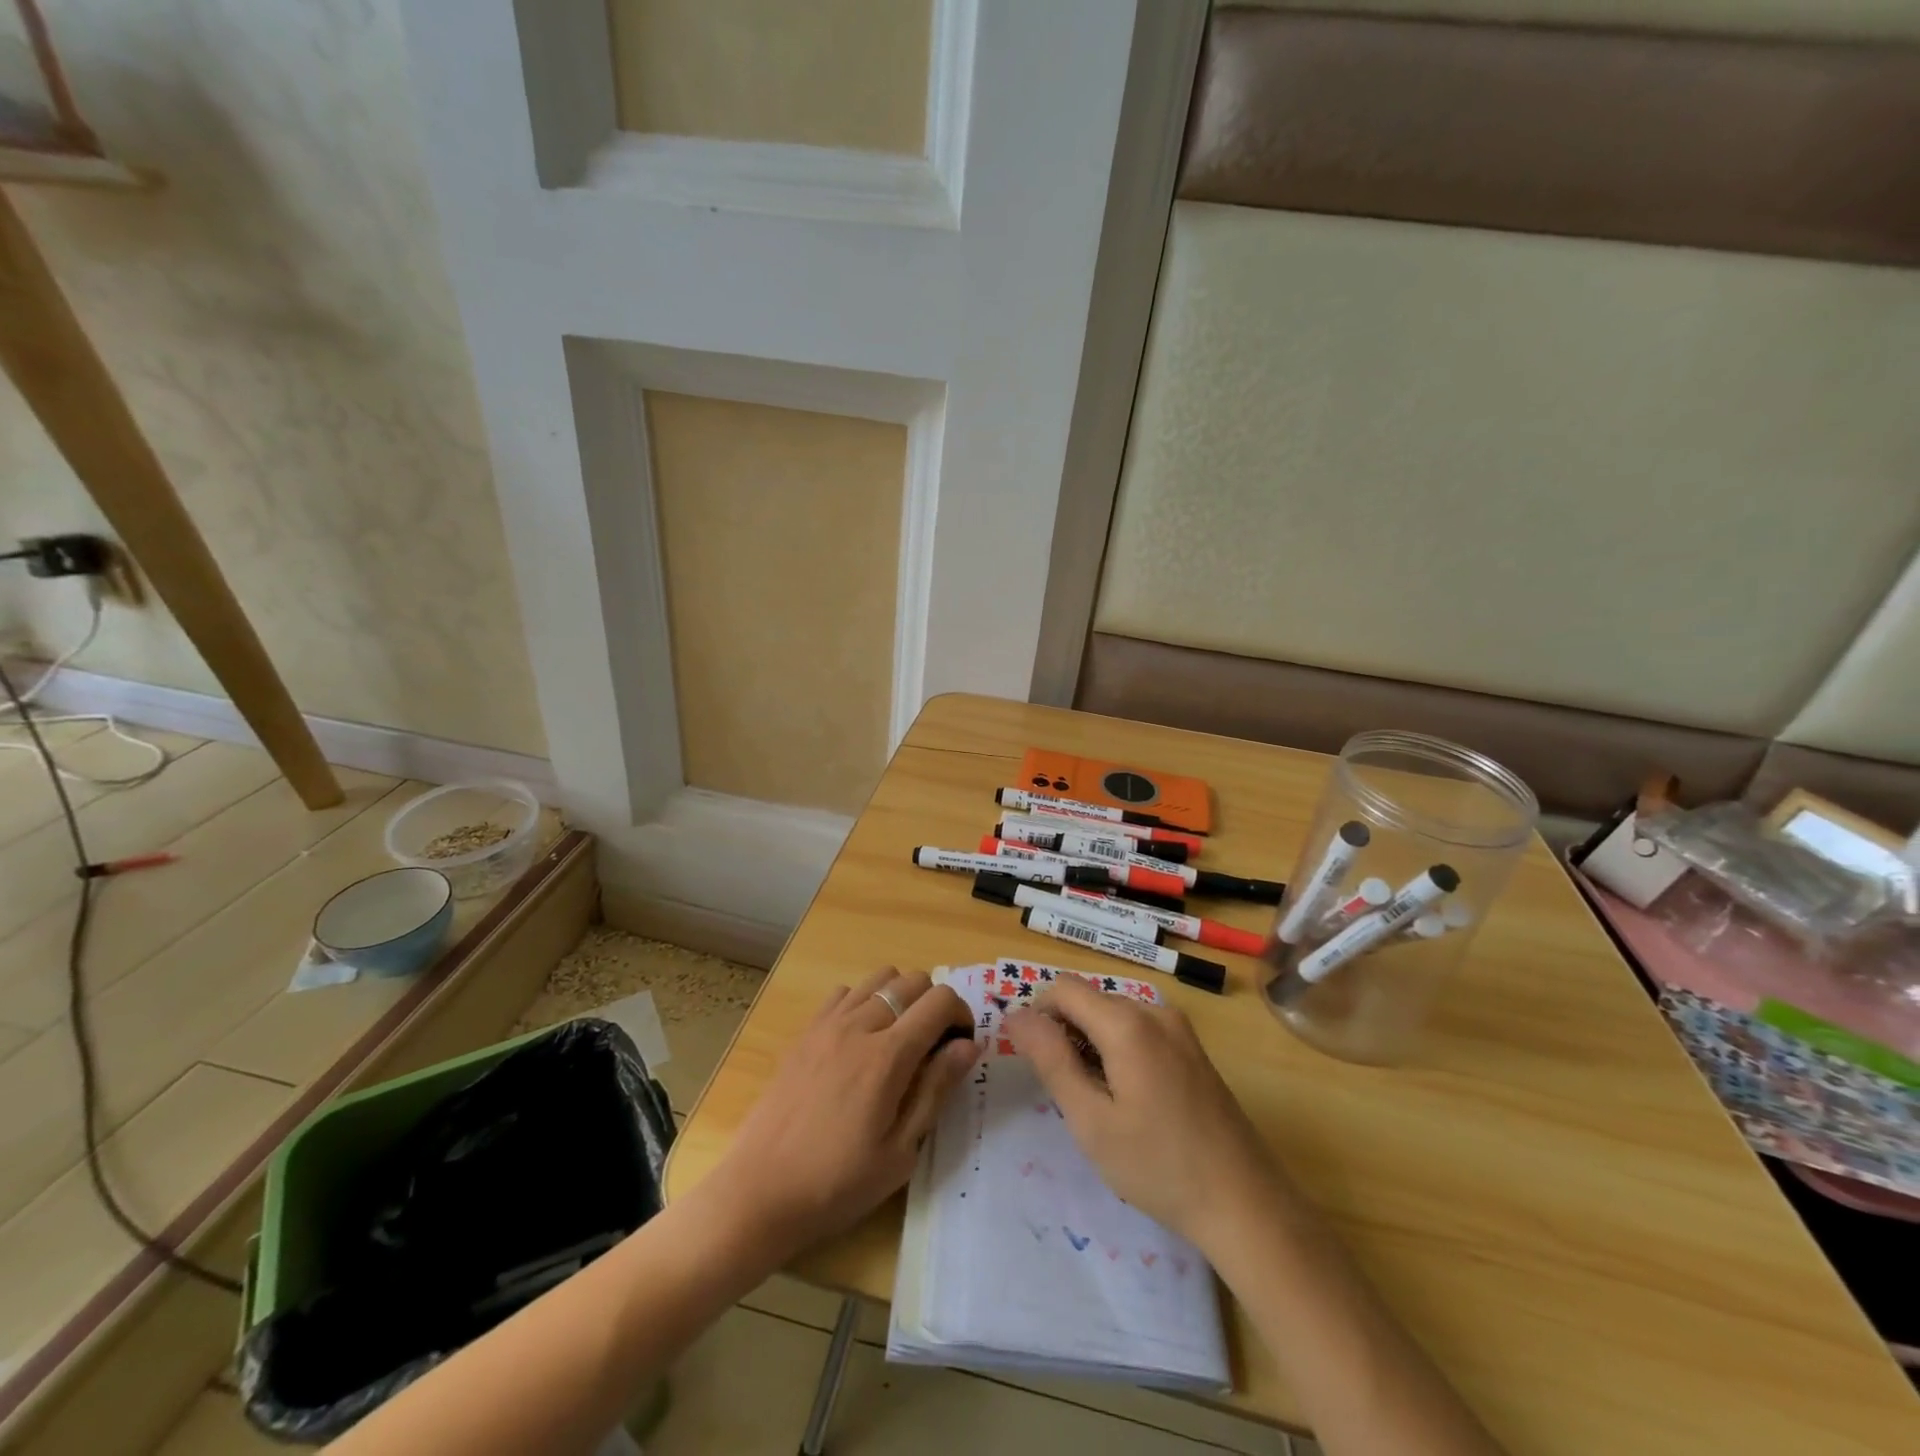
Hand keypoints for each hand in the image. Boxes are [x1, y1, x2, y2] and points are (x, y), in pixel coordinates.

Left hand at [710, 968, 975, 1261]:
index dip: (961, 1015)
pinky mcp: (805, 1032)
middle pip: (912, 980)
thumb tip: (968, 1044)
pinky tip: (860, 1040)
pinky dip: (864, 1002)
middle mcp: (859, 1025)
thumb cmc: (837, 1183)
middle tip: (933, 1046)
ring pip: (879, 977)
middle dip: (934, 1004)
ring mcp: (828, 1024)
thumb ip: (936, 1089)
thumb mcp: (900, 1152)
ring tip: (899, 1039)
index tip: (960, 1046)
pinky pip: (845, 992)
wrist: (759, 1191)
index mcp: (888, 1056)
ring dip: (900, 997)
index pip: (940, 1001)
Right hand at [1007, 979, 1282, 1254]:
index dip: (1039, 1015)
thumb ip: (1051, 1060)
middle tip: (1068, 1092)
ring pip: (1114, 1015)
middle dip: (1066, 1032)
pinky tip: (1130, 1099)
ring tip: (1098, 1101)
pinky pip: (1140, 1029)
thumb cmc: (1159, 1166)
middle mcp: (1154, 1011)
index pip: (1063, 988)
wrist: (1245, 1204)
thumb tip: (1016, 1015)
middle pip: (1090, 1000)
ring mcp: (1179, 1028)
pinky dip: (1119, 1049)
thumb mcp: (1091, 1120)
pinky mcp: (1193, 1048)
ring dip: (1092, 1043)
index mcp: (1127, 1023)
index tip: (1035, 1062)